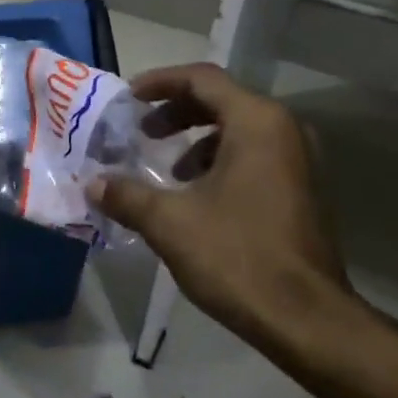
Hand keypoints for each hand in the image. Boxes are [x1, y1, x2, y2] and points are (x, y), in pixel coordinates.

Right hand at [87, 63, 373, 352]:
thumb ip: (127, 196)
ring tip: (169, 171)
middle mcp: (285, 131)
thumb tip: (93, 185)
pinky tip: (199, 198)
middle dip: (177, 112)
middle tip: (143, 132)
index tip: (128, 98)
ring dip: (199, 141)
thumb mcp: (169, 223)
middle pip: (223, 101)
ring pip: (240, 131)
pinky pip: (256, 156)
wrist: (305, 317)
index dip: (160, 82)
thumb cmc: (237, 257)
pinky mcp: (303, 190)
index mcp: (257, 123)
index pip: (203, 79)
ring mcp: (300, 161)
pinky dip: (222, 162)